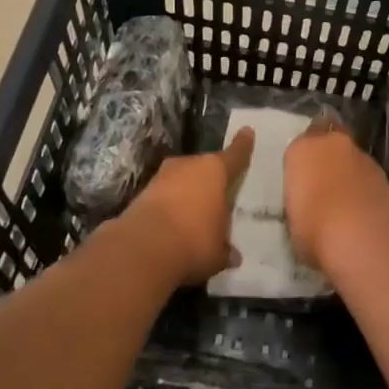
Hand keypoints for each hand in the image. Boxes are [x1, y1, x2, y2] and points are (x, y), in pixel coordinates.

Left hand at [113, 129, 254, 285]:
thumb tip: (233, 256)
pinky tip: (173, 225)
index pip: (235, 155)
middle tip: (218, 195)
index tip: (247, 132)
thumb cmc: (194, 241)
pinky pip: (164, 195)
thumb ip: (226, 250)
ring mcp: (163, 176)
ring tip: (194, 214)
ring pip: (182, 179)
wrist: (142, 248)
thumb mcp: (218, 252)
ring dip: (188, 193)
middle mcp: (190, 165)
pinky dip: (170, 205)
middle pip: (205, 167)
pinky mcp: (142, 192)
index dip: (243, 145)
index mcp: (215, 171)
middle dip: (210, 179)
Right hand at [283, 119, 388, 271]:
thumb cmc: (314, 229)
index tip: (303, 180)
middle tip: (325, 182)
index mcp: (302, 150)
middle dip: (329, 154)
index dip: (303, 160)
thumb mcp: (293, 221)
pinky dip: (367, 189)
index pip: (300, 145)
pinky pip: (370, 178)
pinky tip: (364, 213)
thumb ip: (300, 203)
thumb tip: (308, 208)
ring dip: (350, 173)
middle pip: (331, 138)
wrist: (364, 238)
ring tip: (346, 204)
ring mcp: (364, 158)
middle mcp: (333, 144)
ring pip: (353, 158)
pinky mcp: (386, 177)